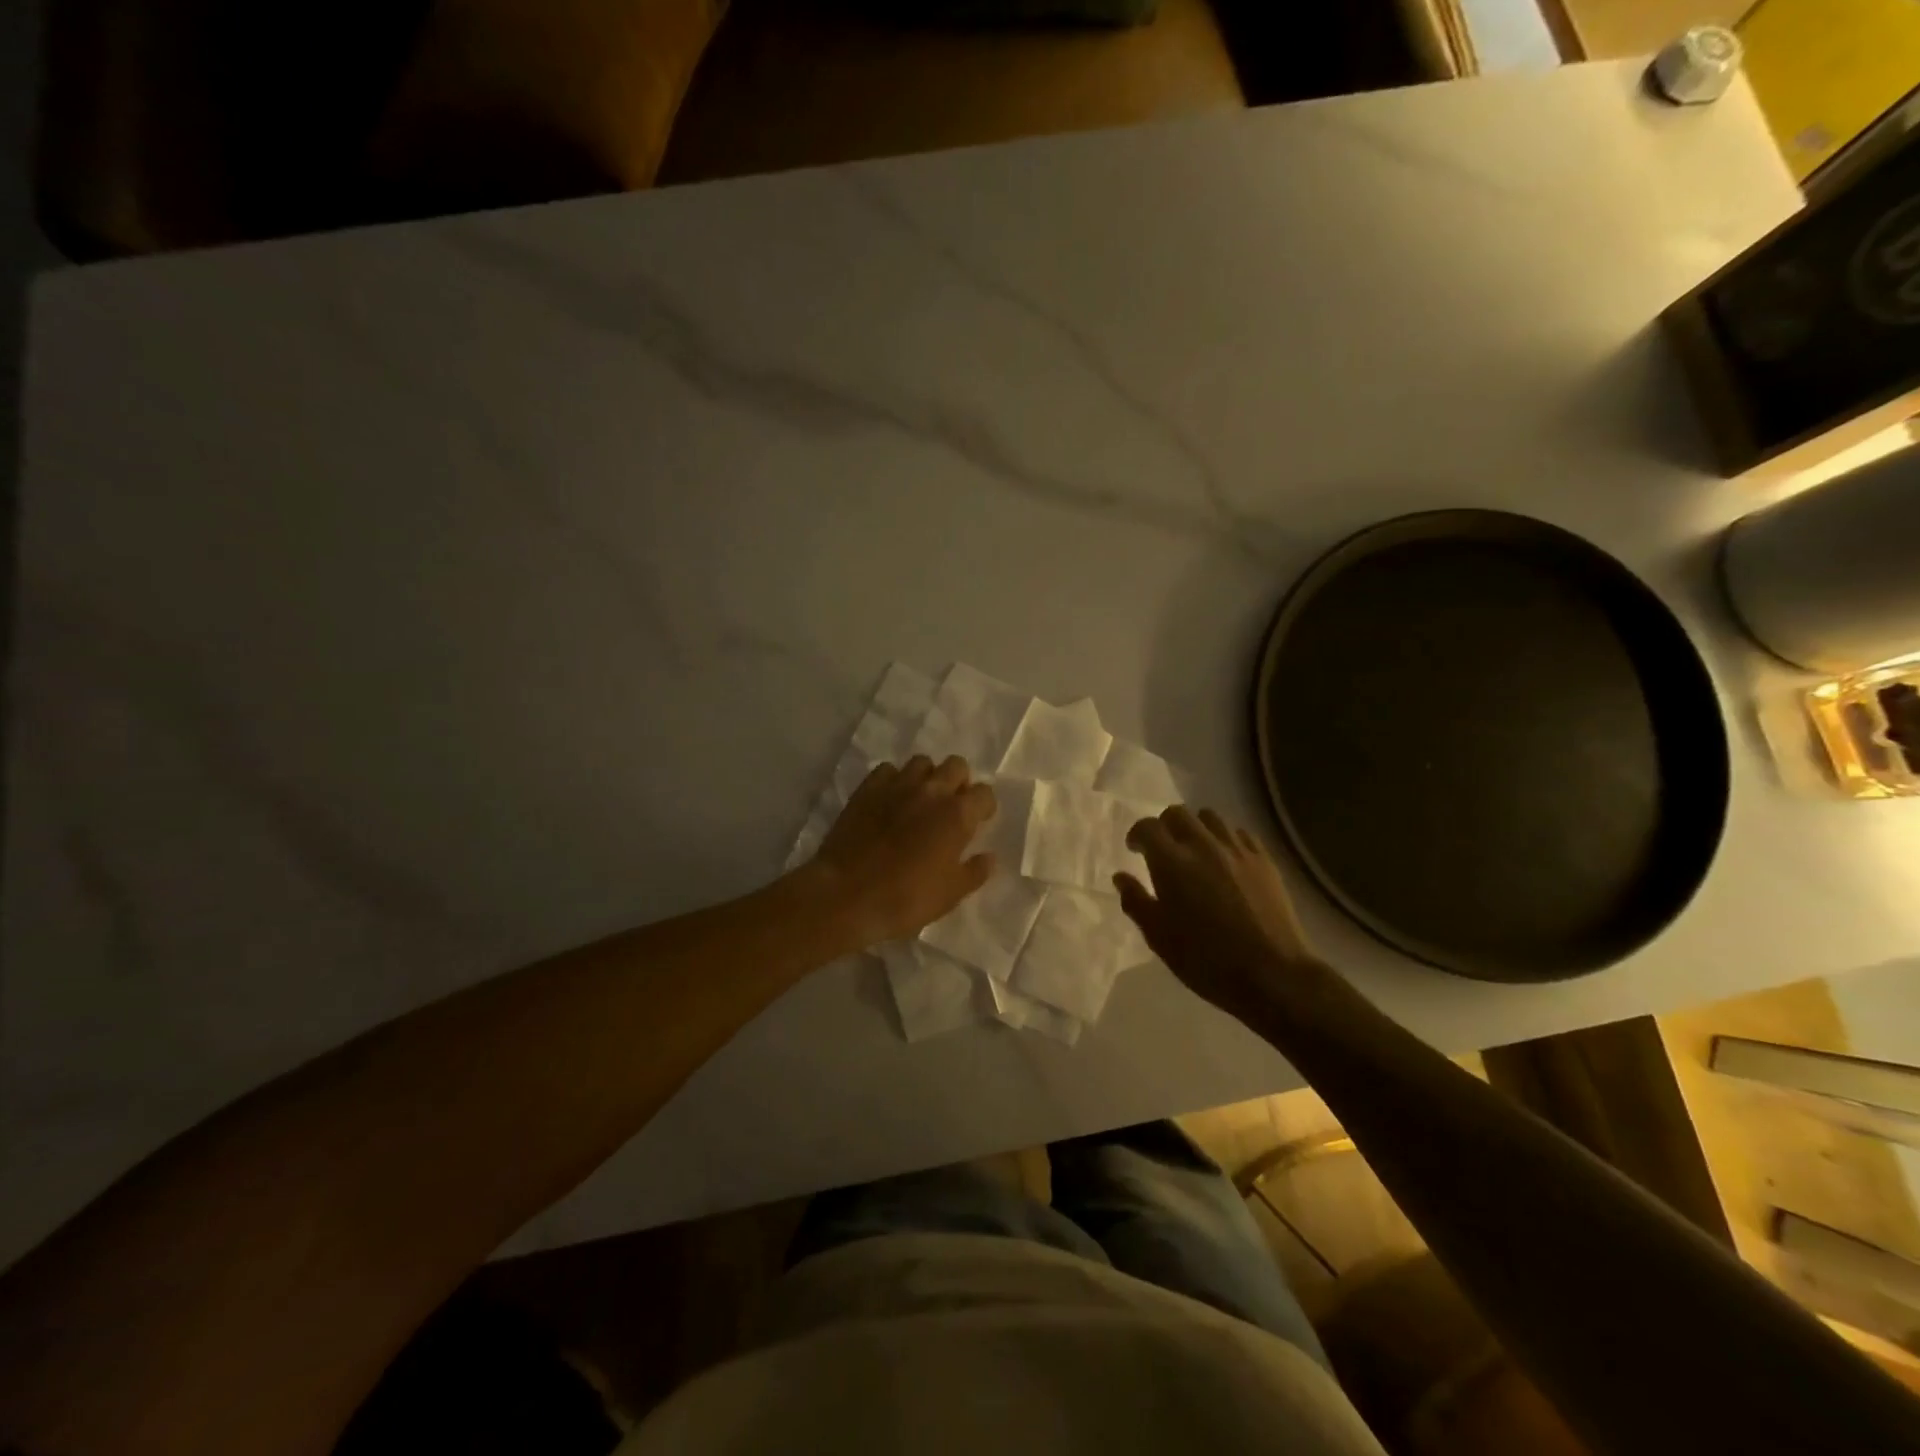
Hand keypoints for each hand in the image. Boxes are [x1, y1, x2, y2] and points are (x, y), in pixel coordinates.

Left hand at [807, 756, 996, 947]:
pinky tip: (890, 800)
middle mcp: (932, 790)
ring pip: (922, 762)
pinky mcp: (867, 788)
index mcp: (958, 814)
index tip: (978, 821)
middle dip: (959, 782)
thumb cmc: (906, 898)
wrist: (847, 895)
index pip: (984, 793)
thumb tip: (988, 857)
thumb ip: (975, 871)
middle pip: (956, 765)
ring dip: (927, 777)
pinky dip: (894, 780)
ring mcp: (897, 785)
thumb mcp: (951, 894)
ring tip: (920, 800)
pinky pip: (888, 770)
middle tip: (951, 807)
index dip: (983, 806)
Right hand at [1115, 807, 1328, 1020]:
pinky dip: (1226, 839)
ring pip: (1210, 817)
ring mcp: (1237, 850)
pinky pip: (1239, 833)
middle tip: (1163, 850)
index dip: (1137, 835)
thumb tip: (1121, 877)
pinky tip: (1226, 860)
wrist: (1272, 974)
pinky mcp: (1264, 860)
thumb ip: (1136, 901)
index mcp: (1171, 862)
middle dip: (1165, 826)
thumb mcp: (1158, 937)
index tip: (1135, 850)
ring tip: (1195, 851)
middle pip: (1178, 813)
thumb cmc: (1206, 960)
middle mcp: (1203, 845)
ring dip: (1196, 828)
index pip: (1147, 827)